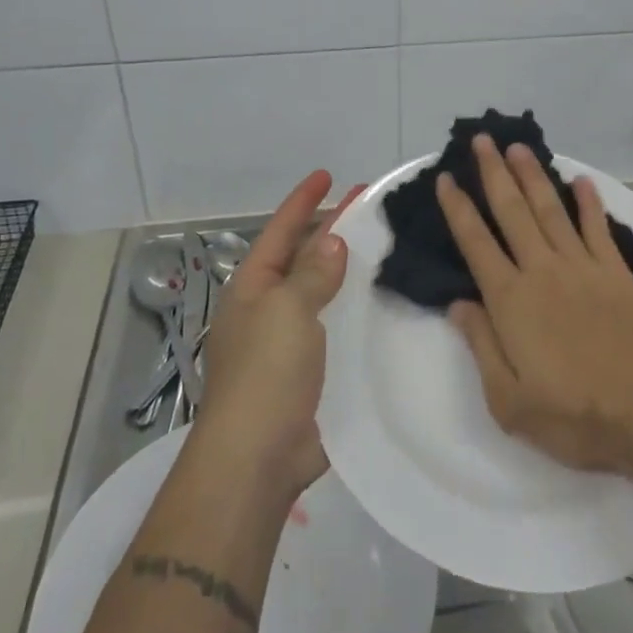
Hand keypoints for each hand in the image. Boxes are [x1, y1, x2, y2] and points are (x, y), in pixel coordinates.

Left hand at [192, 171, 362, 501]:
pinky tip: (380, 302)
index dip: (302, 201)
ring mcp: (287, 341)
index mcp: (253, 288)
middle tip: (366, 206)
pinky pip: (333, 326)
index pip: (280, 231)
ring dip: (344, 268)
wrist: (258, 457)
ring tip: (380, 246)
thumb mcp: (288, 310)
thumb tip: (333, 241)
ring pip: (320, 291)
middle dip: (329, 230)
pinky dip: (353, 308)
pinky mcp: (309, 371)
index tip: (327, 175)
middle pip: (300, 257)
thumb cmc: (267, 372)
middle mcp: (267, 308)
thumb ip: (313, 273)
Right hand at [436, 135, 632, 475]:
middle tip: (482, 140)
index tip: (446, 179)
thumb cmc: (572, 416)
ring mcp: (582, 267)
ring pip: (551, 209)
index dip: (458, 208)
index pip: (476, 242)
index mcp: (511, 300)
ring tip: (519, 147)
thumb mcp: (508, 400)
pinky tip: (581, 181)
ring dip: (533, 176)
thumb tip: (459, 303)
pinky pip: (597, 228)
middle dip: (494, 173)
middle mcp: (542, 271)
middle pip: (512, 211)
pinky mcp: (615, 273)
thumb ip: (481, 345)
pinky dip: (589, 202)